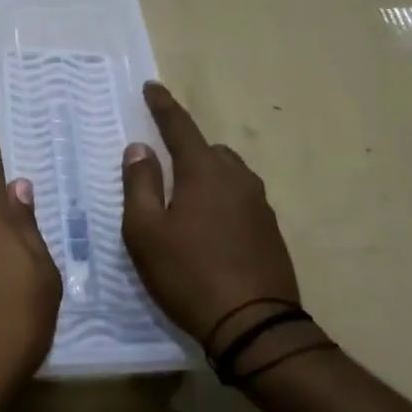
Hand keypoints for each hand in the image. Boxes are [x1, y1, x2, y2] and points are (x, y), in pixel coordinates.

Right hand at [121, 82, 301, 350]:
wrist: (254, 325)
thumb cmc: (188, 274)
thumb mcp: (145, 231)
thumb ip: (140, 184)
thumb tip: (140, 149)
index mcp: (205, 172)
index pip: (180, 126)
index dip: (163, 105)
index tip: (152, 87)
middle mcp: (238, 179)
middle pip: (208, 149)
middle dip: (185, 148)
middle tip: (162, 167)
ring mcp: (260, 205)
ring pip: (228, 174)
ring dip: (205, 176)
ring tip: (184, 201)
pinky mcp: (271, 230)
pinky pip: (240, 199)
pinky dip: (221, 200)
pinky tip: (209, 229)